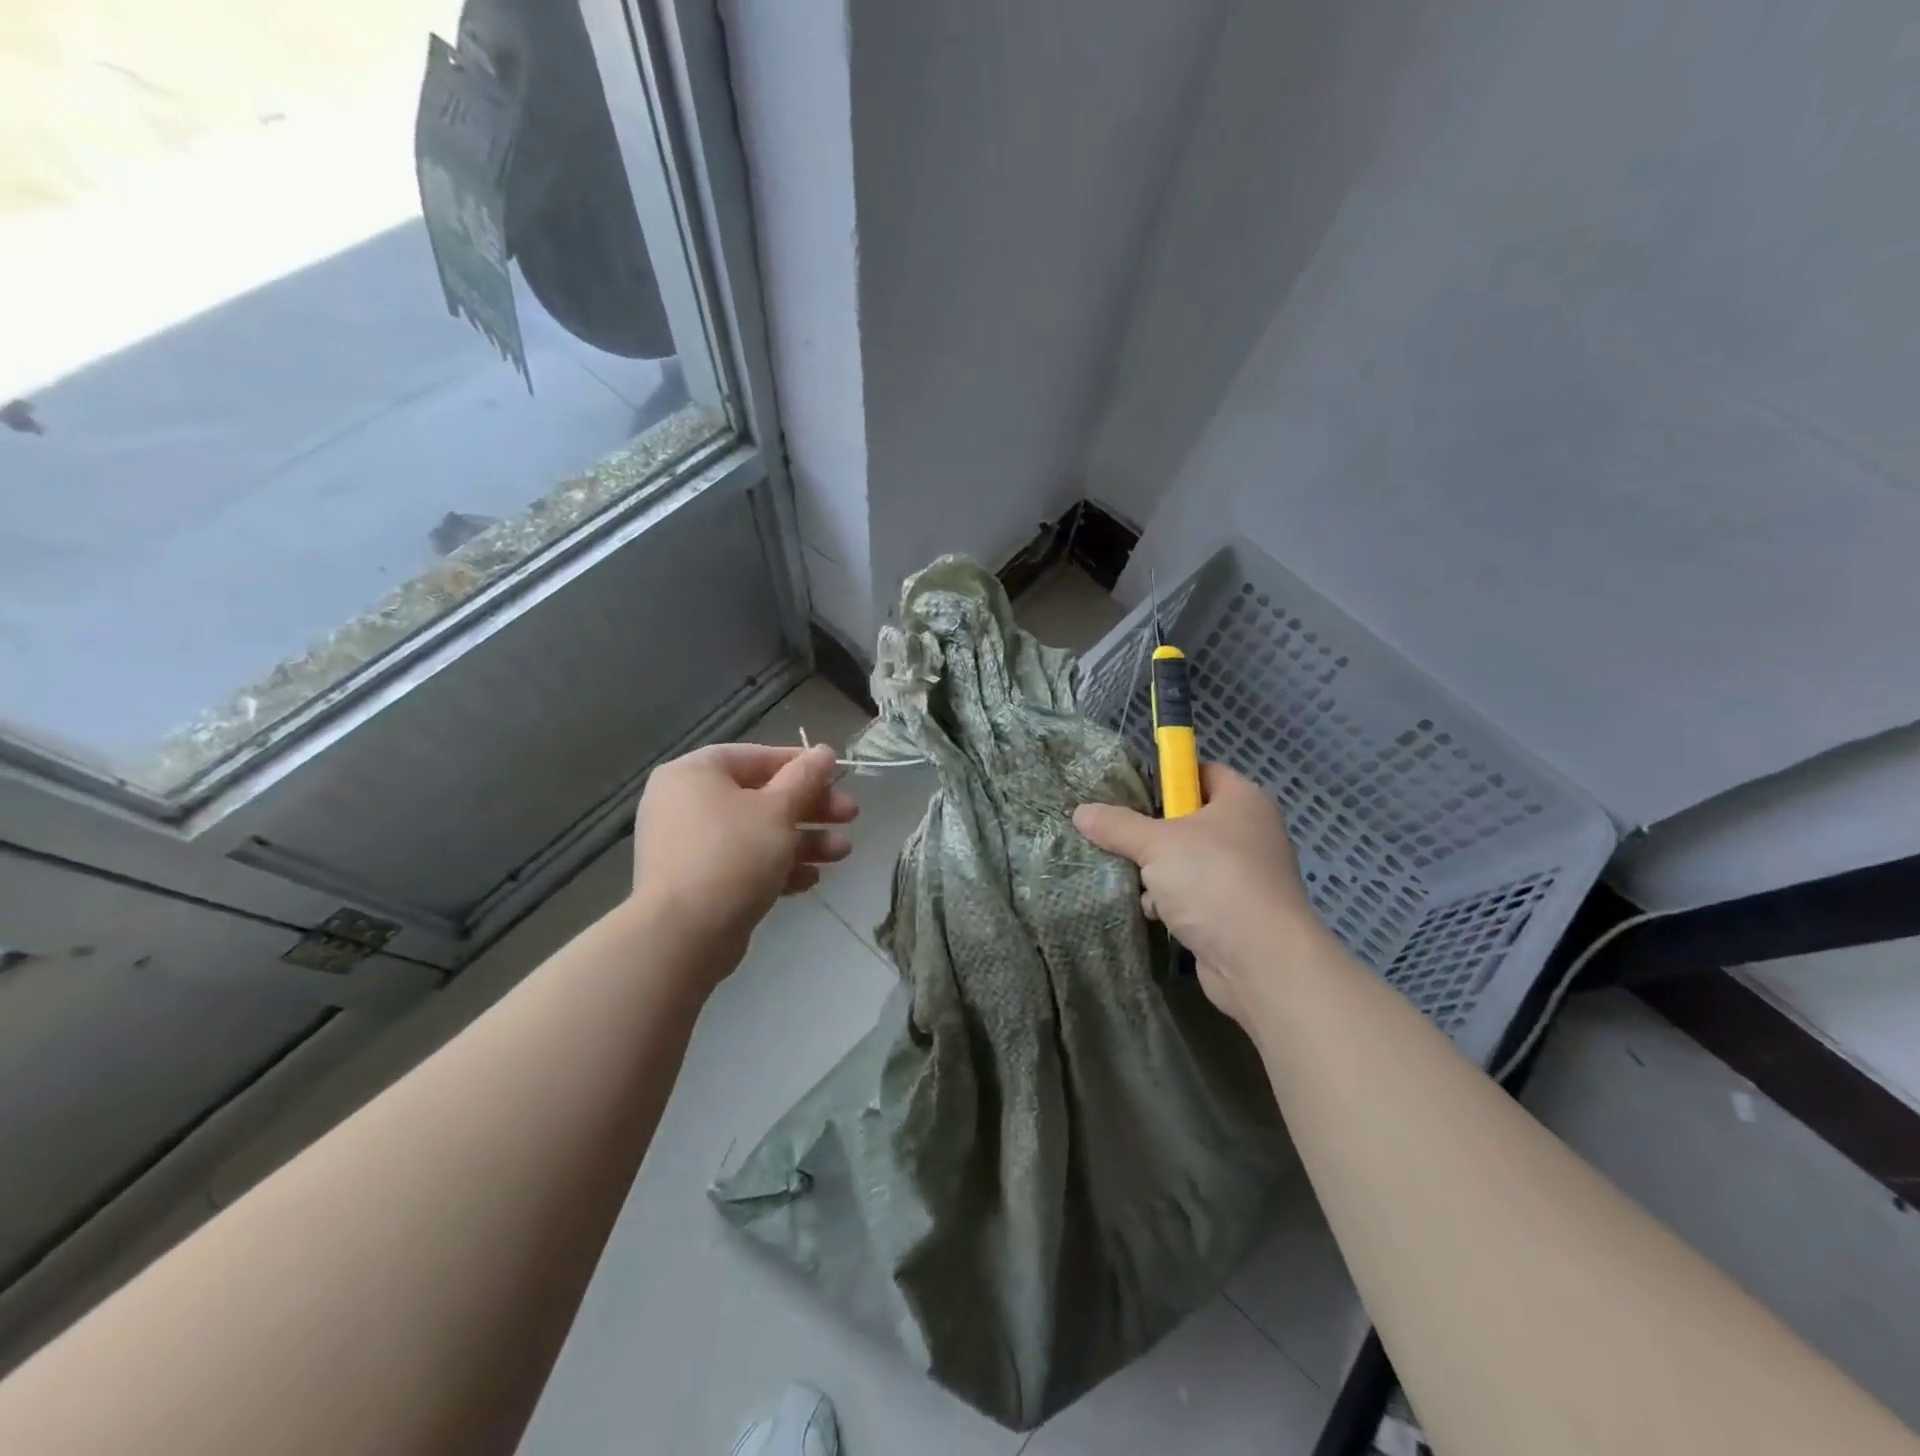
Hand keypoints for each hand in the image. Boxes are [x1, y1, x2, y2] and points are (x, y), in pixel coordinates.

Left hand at [630, 743, 856, 969]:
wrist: (683, 935)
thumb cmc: (733, 855)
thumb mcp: (779, 810)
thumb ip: (805, 777)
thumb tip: (824, 751)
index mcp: (695, 773)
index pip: (755, 756)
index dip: (801, 764)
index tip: (837, 776)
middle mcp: (685, 803)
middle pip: (760, 796)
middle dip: (811, 808)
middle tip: (851, 815)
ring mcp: (689, 845)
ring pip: (757, 833)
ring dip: (804, 841)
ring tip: (843, 853)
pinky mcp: (698, 883)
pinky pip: (743, 863)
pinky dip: (777, 867)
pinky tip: (810, 880)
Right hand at [1073, 763, 1327, 1024]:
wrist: (1262, 962)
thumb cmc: (1214, 882)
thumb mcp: (1157, 845)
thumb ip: (1117, 825)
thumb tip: (1080, 811)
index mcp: (1242, 800)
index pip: (1200, 772)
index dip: (1165, 778)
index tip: (1128, 792)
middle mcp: (1249, 831)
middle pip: (1189, 818)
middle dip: (1152, 831)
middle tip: (1117, 835)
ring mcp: (1245, 874)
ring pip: (1187, 859)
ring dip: (1157, 871)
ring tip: (1131, 878)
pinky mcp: (1236, 911)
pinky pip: (1194, 893)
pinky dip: (1172, 900)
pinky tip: (1152, 911)